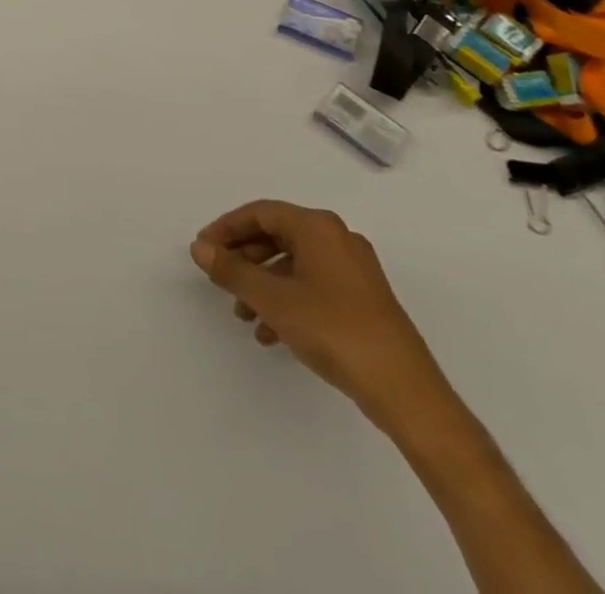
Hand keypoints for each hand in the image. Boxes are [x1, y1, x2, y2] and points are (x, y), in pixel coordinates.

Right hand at [190, 201, 453, 431]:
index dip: (227, 228)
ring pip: (294, 264)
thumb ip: (231, 270)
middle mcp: (337, 238)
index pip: (260, 213)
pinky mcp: (364, 300)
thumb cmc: (333, 329)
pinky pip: (313, 285)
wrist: (405, 391)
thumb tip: (200, 248)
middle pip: (277, 235)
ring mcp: (354, 270)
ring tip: (244, 315)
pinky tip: (273, 333)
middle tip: (220, 279)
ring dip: (263, 284)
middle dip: (245, 259)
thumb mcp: (272, 299)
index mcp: (317, 227)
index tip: (204, 250)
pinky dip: (288, 300)